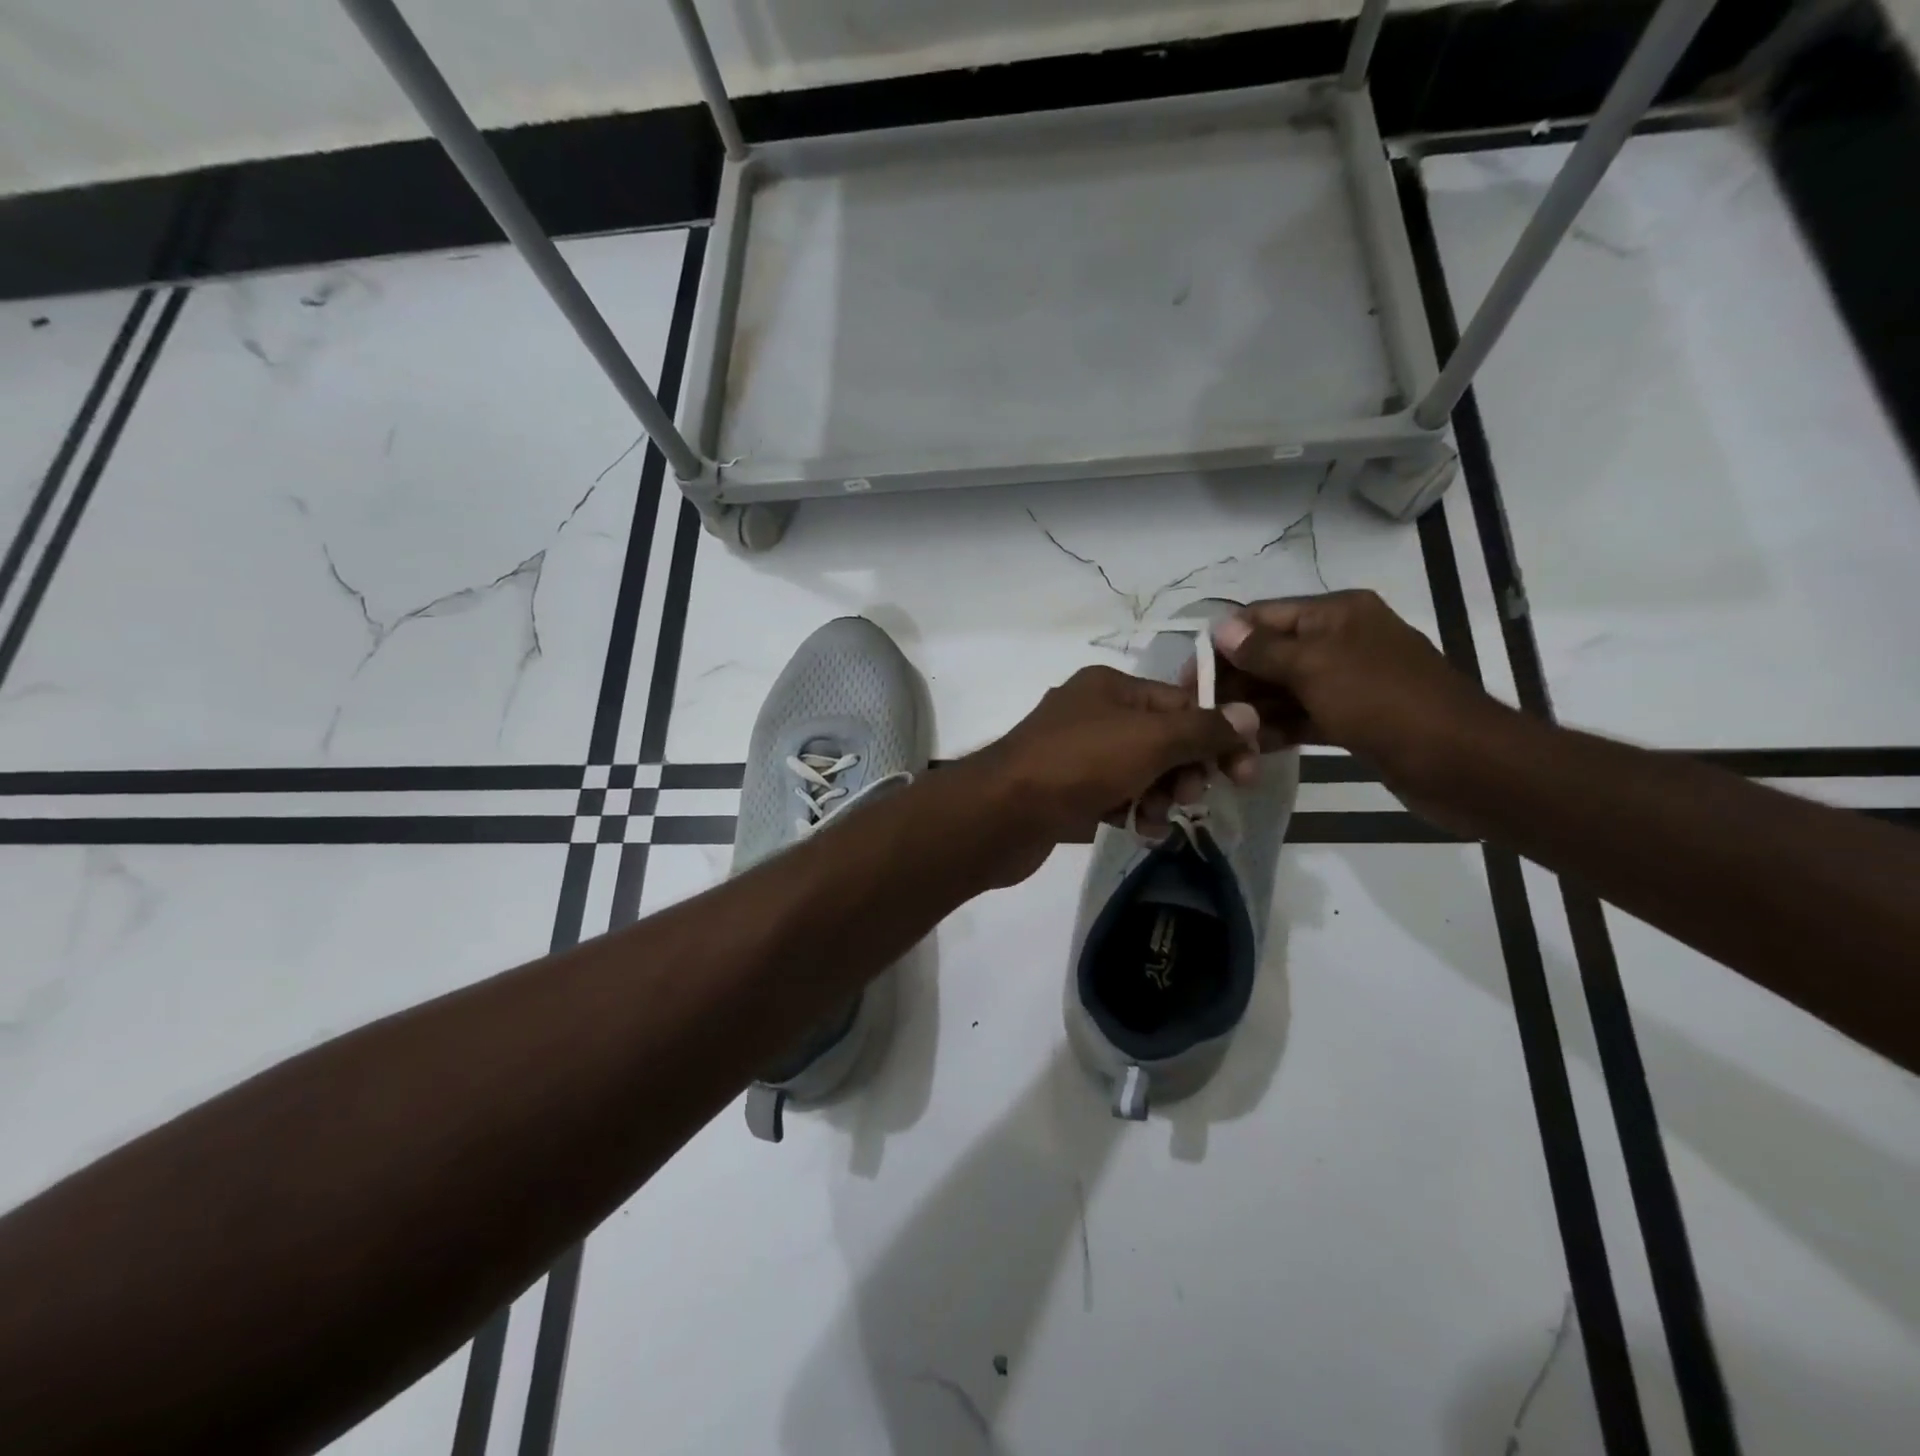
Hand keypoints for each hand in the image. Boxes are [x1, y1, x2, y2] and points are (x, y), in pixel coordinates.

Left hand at [966, 666, 1261, 883]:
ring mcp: (1077, 753)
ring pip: (1141, 772)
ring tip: (1156, 819)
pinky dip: (1131, 811)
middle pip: (1162, 739)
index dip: (1216, 735)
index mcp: (1110, 687)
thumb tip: (1249, 714)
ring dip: (1160, 797)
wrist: (1002, 813)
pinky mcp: (1067, 790)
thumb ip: (1202, 729)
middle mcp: (1093, 713)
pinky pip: (1115, 796)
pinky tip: (1137, 830)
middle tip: (1192, 797)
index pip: (1181, 703)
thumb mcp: (1150, 740)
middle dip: (1185, 770)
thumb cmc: (1079, 764)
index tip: (1244, 773)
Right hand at [1203, 590, 1505, 801]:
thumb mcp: (1316, 667)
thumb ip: (1264, 649)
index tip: (1189, 679)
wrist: (1461, 763)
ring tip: (1222, 742)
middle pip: (1269, 655)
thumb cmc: (1383, 703)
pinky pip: (1302, 718)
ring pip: (1283, 691)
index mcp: (1335, 614)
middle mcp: (1339, 641)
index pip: (1262, 617)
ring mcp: (1346, 682)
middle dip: (1235, 684)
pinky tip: (1250, 751)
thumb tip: (1220, 627)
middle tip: (1201, 718)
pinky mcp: (1352, 719)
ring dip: (1252, 713)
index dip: (1222, 644)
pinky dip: (1277, 730)